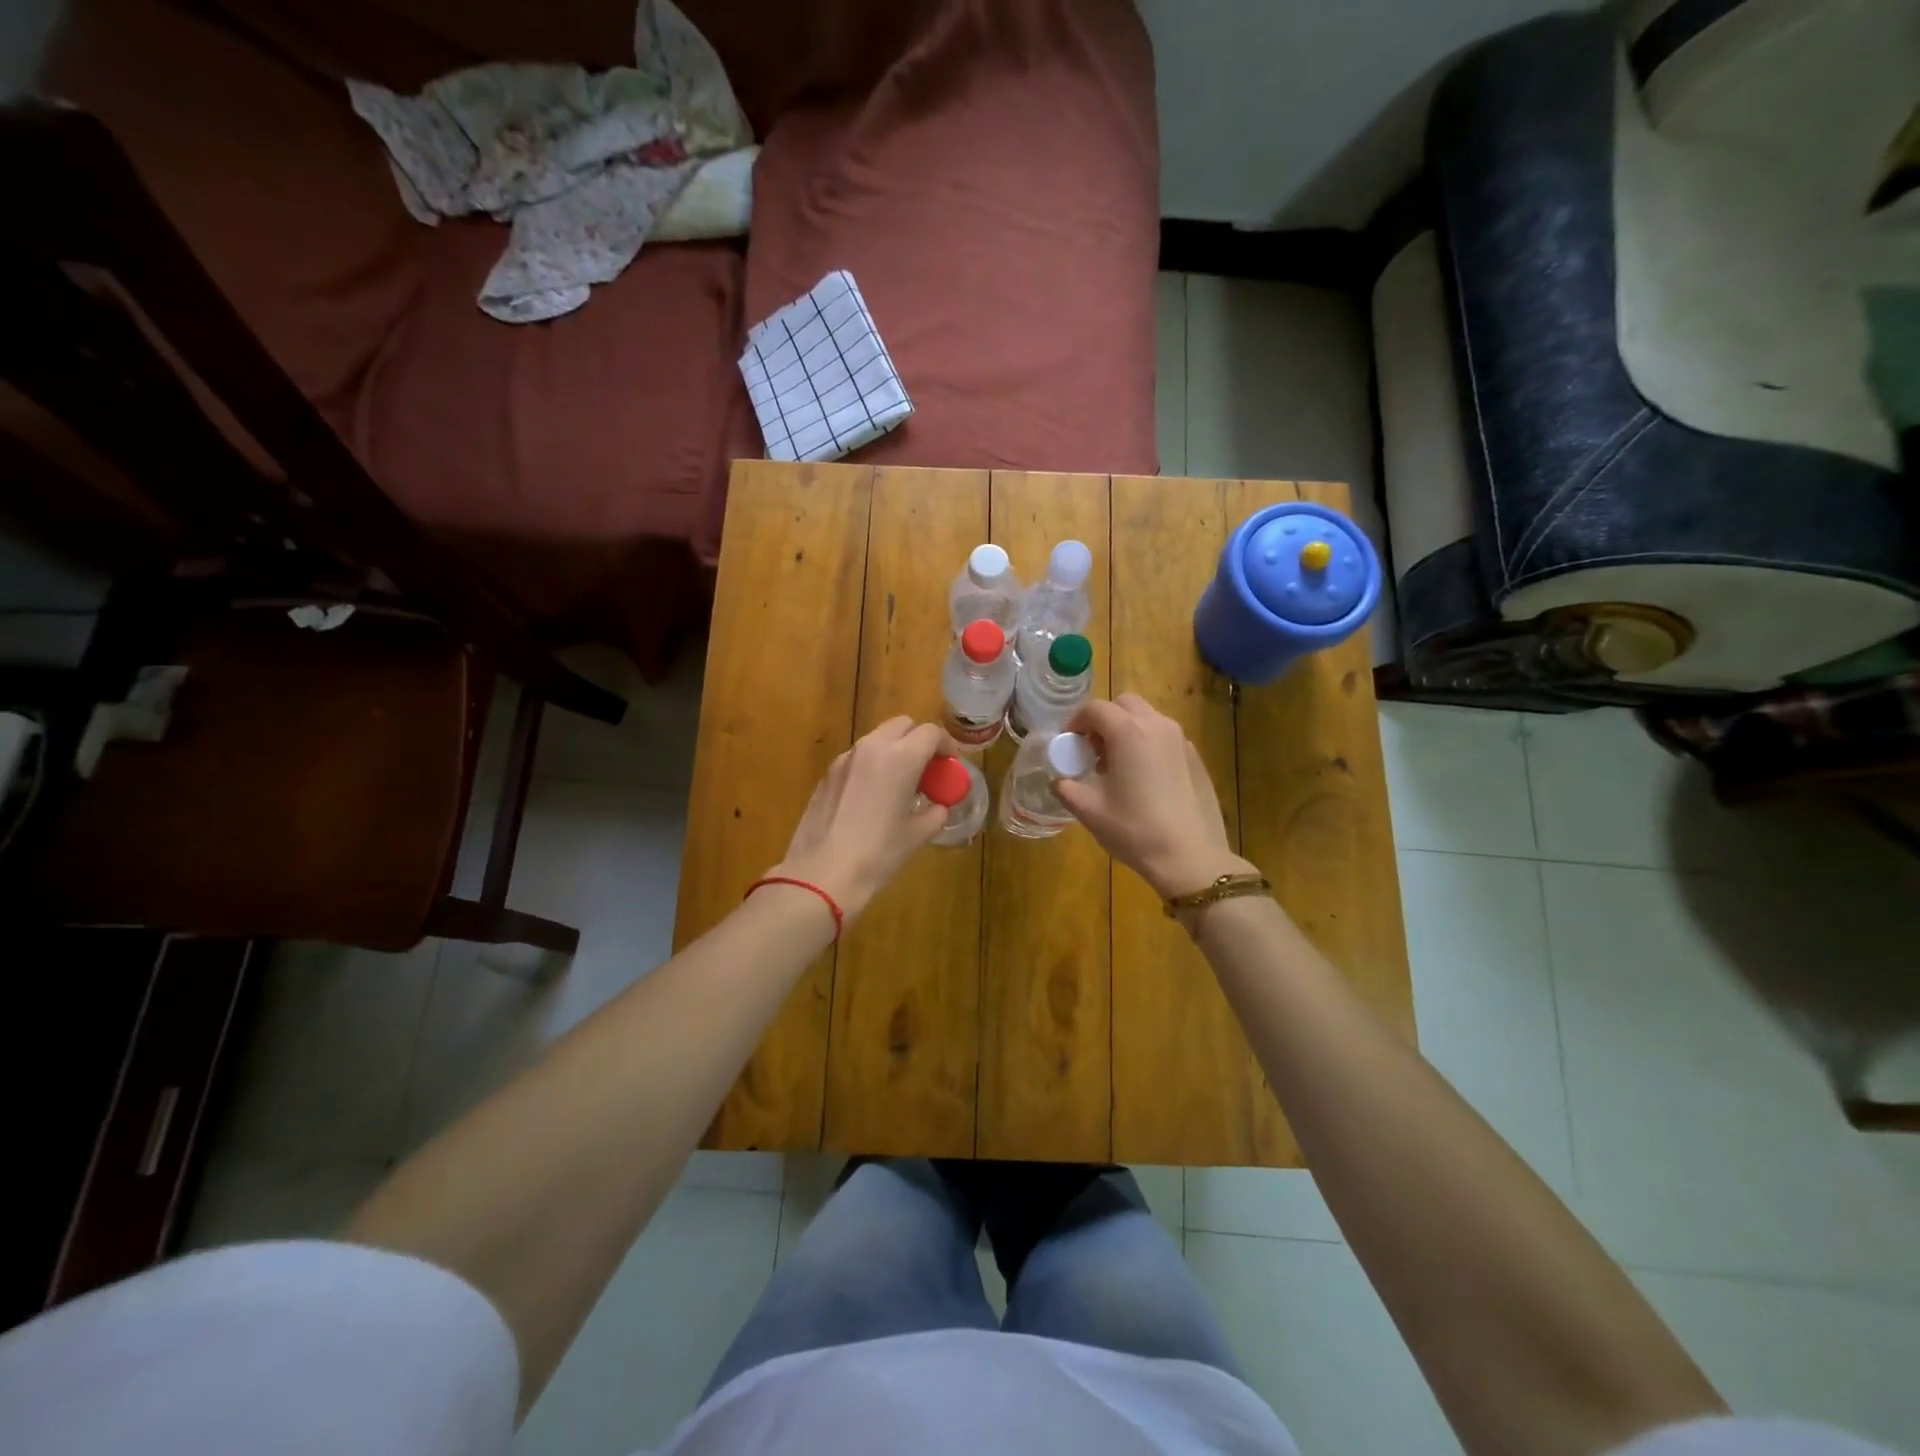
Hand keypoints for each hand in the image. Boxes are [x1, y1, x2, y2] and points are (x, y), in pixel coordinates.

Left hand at [768, 716, 954, 921]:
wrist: (822, 874)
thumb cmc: (878, 853)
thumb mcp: (916, 835)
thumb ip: (934, 814)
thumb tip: (939, 807)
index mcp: (901, 758)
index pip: (931, 733)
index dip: (946, 745)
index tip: (950, 765)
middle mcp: (872, 748)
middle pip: (902, 726)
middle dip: (918, 740)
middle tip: (927, 769)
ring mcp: (845, 759)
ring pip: (877, 740)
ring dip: (894, 752)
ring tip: (900, 785)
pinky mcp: (827, 775)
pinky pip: (857, 759)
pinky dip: (872, 766)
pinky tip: (872, 798)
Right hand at [1054, 694, 1256, 899]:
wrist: (1188, 855)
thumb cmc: (1134, 830)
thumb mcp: (1089, 810)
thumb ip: (1066, 788)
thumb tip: (1059, 780)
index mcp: (1127, 732)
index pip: (1095, 709)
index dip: (1076, 722)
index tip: (1068, 743)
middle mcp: (1156, 725)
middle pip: (1124, 704)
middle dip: (1103, 719)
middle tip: (1091, 749)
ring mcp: (1180, 739)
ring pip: (1147, 717)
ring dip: (1126, 728)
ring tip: (1116, 764)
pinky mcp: (1194, 756)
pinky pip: (1164, 736)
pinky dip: (1147, 742)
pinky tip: (1142, 777)